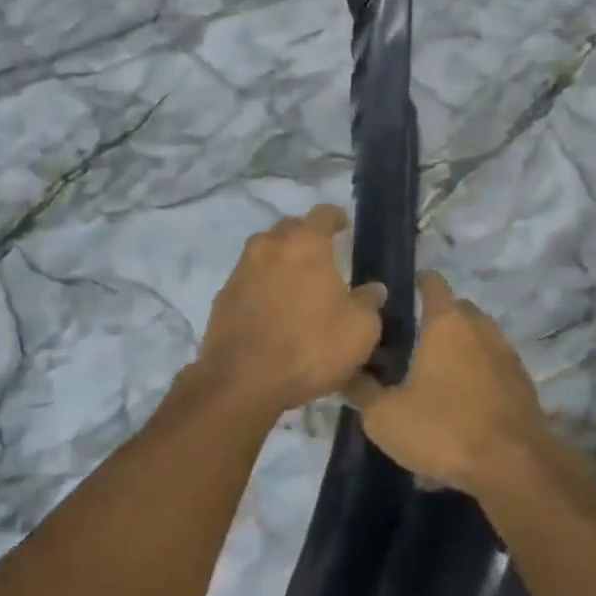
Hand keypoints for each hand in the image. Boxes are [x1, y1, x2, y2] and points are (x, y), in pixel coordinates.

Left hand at [195, 204, 386, 417]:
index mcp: (306, 244)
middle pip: (289, 228)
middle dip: (305, 237)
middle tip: (321, 258)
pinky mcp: (222, 298)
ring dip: (280, 262)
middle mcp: (270, 247)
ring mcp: (241, 271)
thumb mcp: (359, 330)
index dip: (336, 217)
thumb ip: (369, 303)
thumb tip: (373, 289)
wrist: (242, 382)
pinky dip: (261, 288)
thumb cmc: (310, 347)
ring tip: (295, 286)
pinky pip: (248, 281)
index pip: (323, 214)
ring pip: (264, 253)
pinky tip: (272, 311)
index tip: (344, 226)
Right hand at [346, 272, 555, 494]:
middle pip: (457, 309)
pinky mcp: (523, 383)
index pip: (432, 282)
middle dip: (436, 319)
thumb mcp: (385, 417)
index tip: (397, 295)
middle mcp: (480, 328)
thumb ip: (362, 391)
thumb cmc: (445, 429)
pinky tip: (462, 402)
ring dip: (459, 348)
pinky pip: (493, 366)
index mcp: (447, 322)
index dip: (415, 282)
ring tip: (435, 375)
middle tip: (410, 342)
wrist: (515, 467)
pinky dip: (478, 374)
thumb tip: (345, 374)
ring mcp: (506, 354)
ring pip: (478, 338)